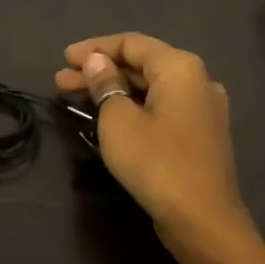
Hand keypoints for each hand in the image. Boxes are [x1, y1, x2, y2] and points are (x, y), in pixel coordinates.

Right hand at [55, 33, 250, 245]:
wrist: (202, 219)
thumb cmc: (156, 163)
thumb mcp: (118, 120)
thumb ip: (105, 84)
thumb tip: (97, 62)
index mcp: (180, 67)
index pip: (131, 43)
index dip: (94, 48)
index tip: (64, 59)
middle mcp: (198, 80)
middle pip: (141, 65)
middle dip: (99, 70)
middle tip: (61, 82)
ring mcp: (203, 108)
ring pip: (151, 88)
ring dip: (114, 90)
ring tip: (77, 98)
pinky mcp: (201, 134)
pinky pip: (162, 107)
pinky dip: (133, 106)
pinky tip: (110, 116)